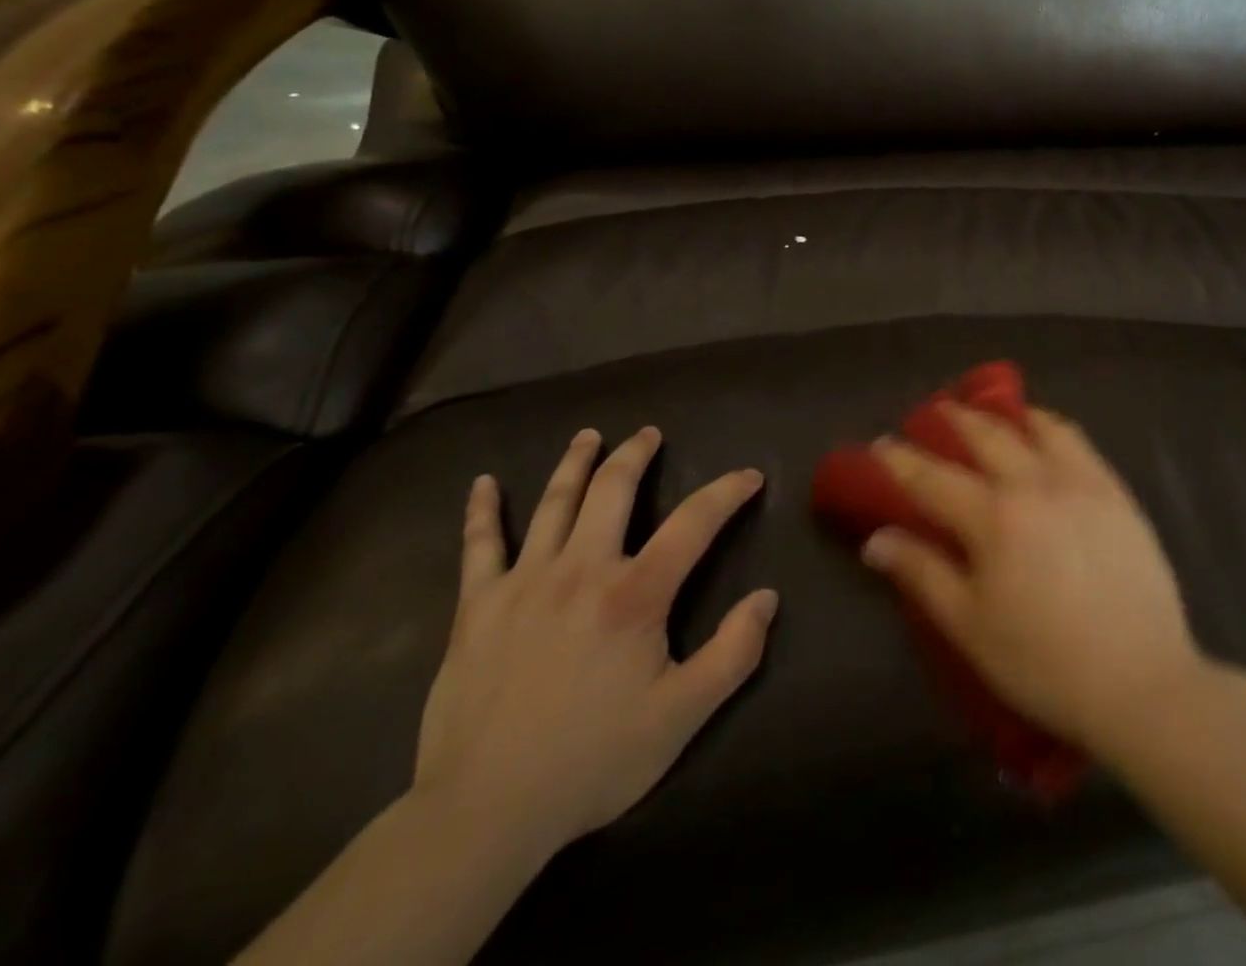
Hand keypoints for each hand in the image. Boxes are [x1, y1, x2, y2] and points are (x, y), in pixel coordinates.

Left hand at [412, 428, 776, 862]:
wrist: (485, 812)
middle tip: (649, 434)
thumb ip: (733, 653)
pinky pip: (479, 545)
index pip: (693, 523)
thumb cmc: (593, 760)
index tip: (749, 475)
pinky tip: (482, 484)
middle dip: (636, 455)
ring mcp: (524, 581)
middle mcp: (581, 569)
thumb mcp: (682, 716)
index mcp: (635, 594)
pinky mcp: (478, 606)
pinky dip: (481, 511)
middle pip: (613, 490)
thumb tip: (767, 598)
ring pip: (554, 503)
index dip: (727, 492)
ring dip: (575, 463)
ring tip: (590, 436)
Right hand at [861, 406, 1205, 763]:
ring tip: (995, 412)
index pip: (933, 478)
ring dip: (1008, 415)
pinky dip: (1053, 428)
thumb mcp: (969, 627)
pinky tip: (1048, 434)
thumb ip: (922, 574)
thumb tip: (877, 539)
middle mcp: (1035, 484)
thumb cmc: (1043, 662)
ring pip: (1038, 428)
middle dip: (956, 419)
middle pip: (987, 437)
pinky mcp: (1116, 493)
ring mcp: (1081, 483)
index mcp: (993, 518)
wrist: (1141, 683)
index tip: (880, 443)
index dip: (901, 460)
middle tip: (938, 410)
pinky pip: (1079, 443)